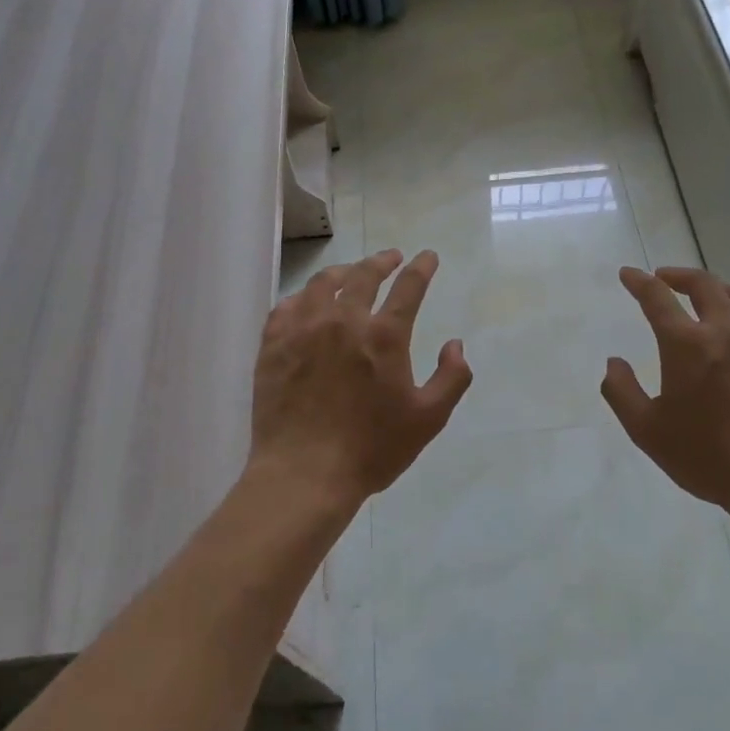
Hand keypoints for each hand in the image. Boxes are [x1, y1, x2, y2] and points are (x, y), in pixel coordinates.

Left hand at [249, 249, 472, 506]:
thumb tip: (455, 344)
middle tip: (391, 258)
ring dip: (343, 272)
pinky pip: (287, 306)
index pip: (408, 287)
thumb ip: (451, 378)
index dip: (421, 267)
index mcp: (384, 336)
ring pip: (323, 283)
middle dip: (383, 261)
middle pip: (364, 275)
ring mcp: (304, 329)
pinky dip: (303, 296)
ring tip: (350, 273)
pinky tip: (307, 302)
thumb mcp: (428, 419)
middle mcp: (344, 320)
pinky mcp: (274, 345)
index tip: (428, 257)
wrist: (304, 473)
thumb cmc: (371, 449)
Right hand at [601, 266, 729, 510]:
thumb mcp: (646, 431)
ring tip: (703, 296)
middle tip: (664, 278)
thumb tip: (614, 362)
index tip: (628, 274)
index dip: (639, 282)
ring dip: (713, 289)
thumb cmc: (707, 457)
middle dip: (678, 275)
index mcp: (687, 345)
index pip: (657, 297)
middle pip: (703, 284)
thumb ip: (622, 392)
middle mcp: (726, 331)